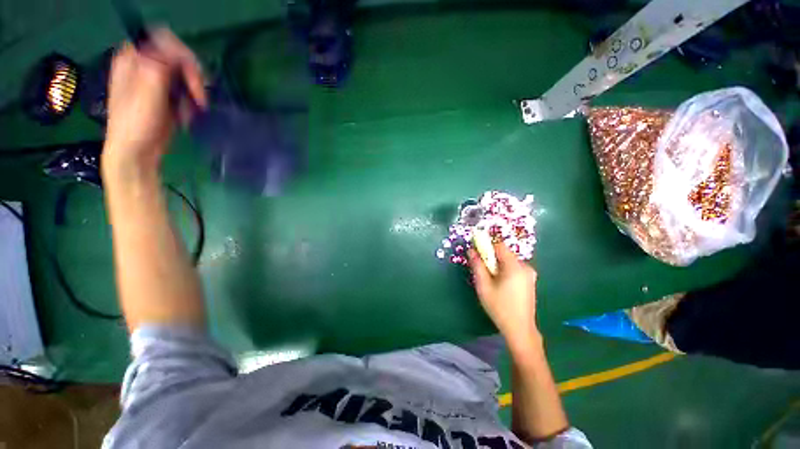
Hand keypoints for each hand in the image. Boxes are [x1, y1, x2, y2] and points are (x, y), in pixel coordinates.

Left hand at [103, 28, 206, 175]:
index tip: (192, 78)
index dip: (183, 55)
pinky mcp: (165, 95)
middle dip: (192, 78)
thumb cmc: (137, 122)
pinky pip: (185, 91)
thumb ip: (159, 65)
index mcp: (133, 58)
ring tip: (188, 111)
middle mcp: (143, 64)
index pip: (164, 40)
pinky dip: (190, 102)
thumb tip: (176, 50)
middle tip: (198, 98)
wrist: (137, 152)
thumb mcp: (147, 90)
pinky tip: (184, 115)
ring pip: (184, 75)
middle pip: (178, 57)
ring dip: (192, 93)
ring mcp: (154, 80)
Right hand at [468, 242, 539, 348]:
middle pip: (504, 253)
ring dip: (497, 265)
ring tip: (491, 281)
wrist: (519, 329)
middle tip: (483, 272)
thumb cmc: (499, 307)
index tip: (477, 254)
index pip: (499, 245)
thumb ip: (477, 265)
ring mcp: (530, 274)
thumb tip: (471, 250)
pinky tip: (501, 285)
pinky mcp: (530, 280)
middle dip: (491, 258)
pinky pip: (514, 268)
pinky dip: (505, 271)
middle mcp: (525, 266)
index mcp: (514, 266)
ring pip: (508, 261)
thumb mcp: (483, 286)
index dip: (486, 246)